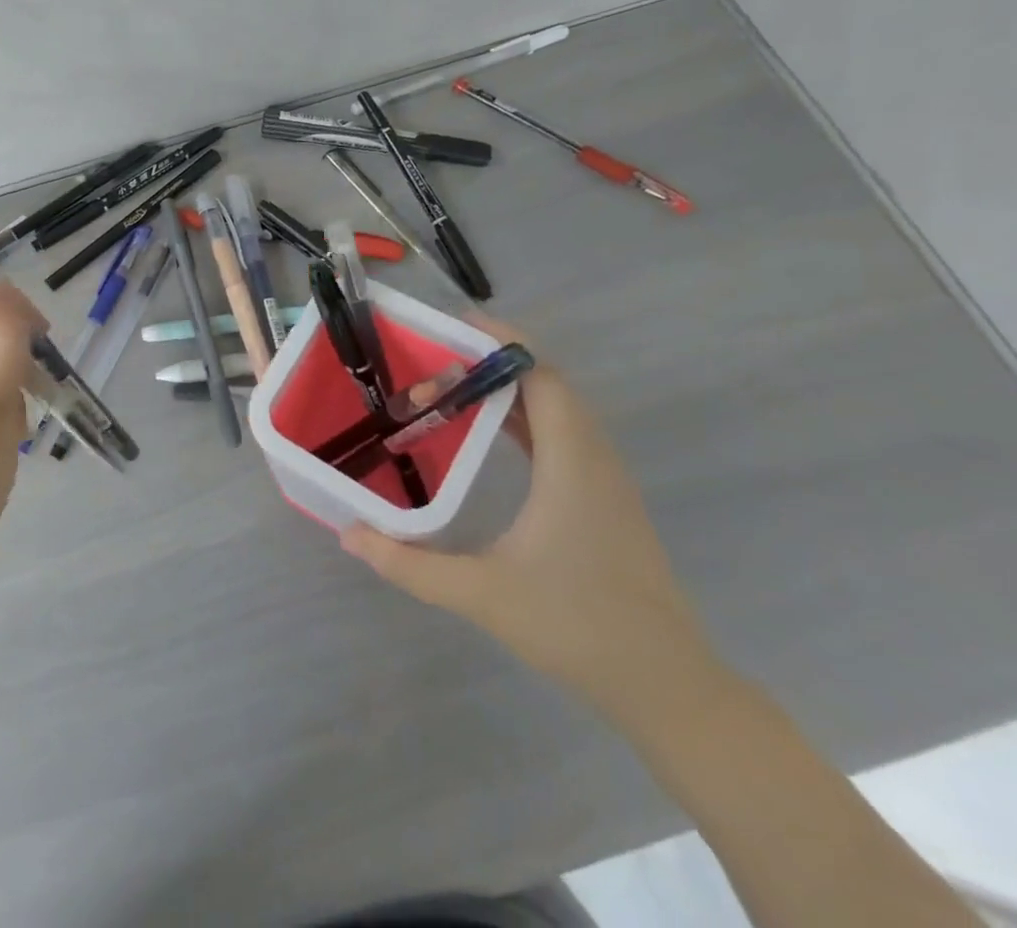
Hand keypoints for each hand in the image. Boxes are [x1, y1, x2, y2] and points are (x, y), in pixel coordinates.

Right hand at [341, 321, 726, 725]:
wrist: (667, 687)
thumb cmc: (577, 628)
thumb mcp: (481, 593)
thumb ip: (409, 563)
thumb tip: (348, 535)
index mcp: (571, 463)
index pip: (541, 377)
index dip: (501, 344)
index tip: (452, 329)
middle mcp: (594, 458)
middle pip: (547, 384)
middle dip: (491, 365)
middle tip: (432, 366)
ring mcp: (605, 480)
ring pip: (558, 409)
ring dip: (508, 391)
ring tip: (451, 390)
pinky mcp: (606, 500)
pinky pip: (564, 435)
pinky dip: (525, 419)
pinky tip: (490, 435)